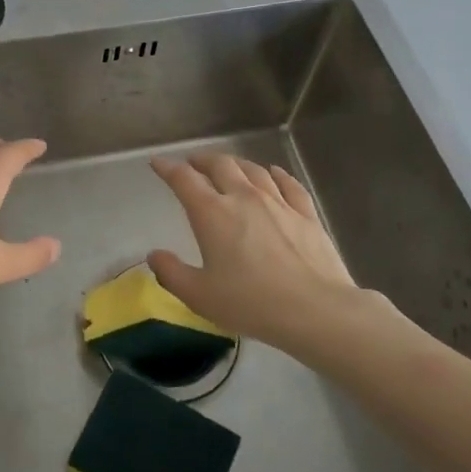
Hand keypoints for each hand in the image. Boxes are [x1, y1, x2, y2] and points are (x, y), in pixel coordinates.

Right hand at [148, 153, 358, 349]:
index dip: (167, 168)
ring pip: (254, 170)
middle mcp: (244, 197)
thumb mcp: (199, 296)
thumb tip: (154, 255)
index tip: (158, 162)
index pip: (184, 179)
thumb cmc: (250, 303)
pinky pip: (289, 184)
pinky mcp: (306, 214)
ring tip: (229, 166)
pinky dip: (277, 175)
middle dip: (202, 160)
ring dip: (236, 164)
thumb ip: (171, 273)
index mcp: (212, 213)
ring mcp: (279, 203)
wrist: (315, 310)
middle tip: (193, 164)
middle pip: (220, 165)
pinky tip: (274, 173)